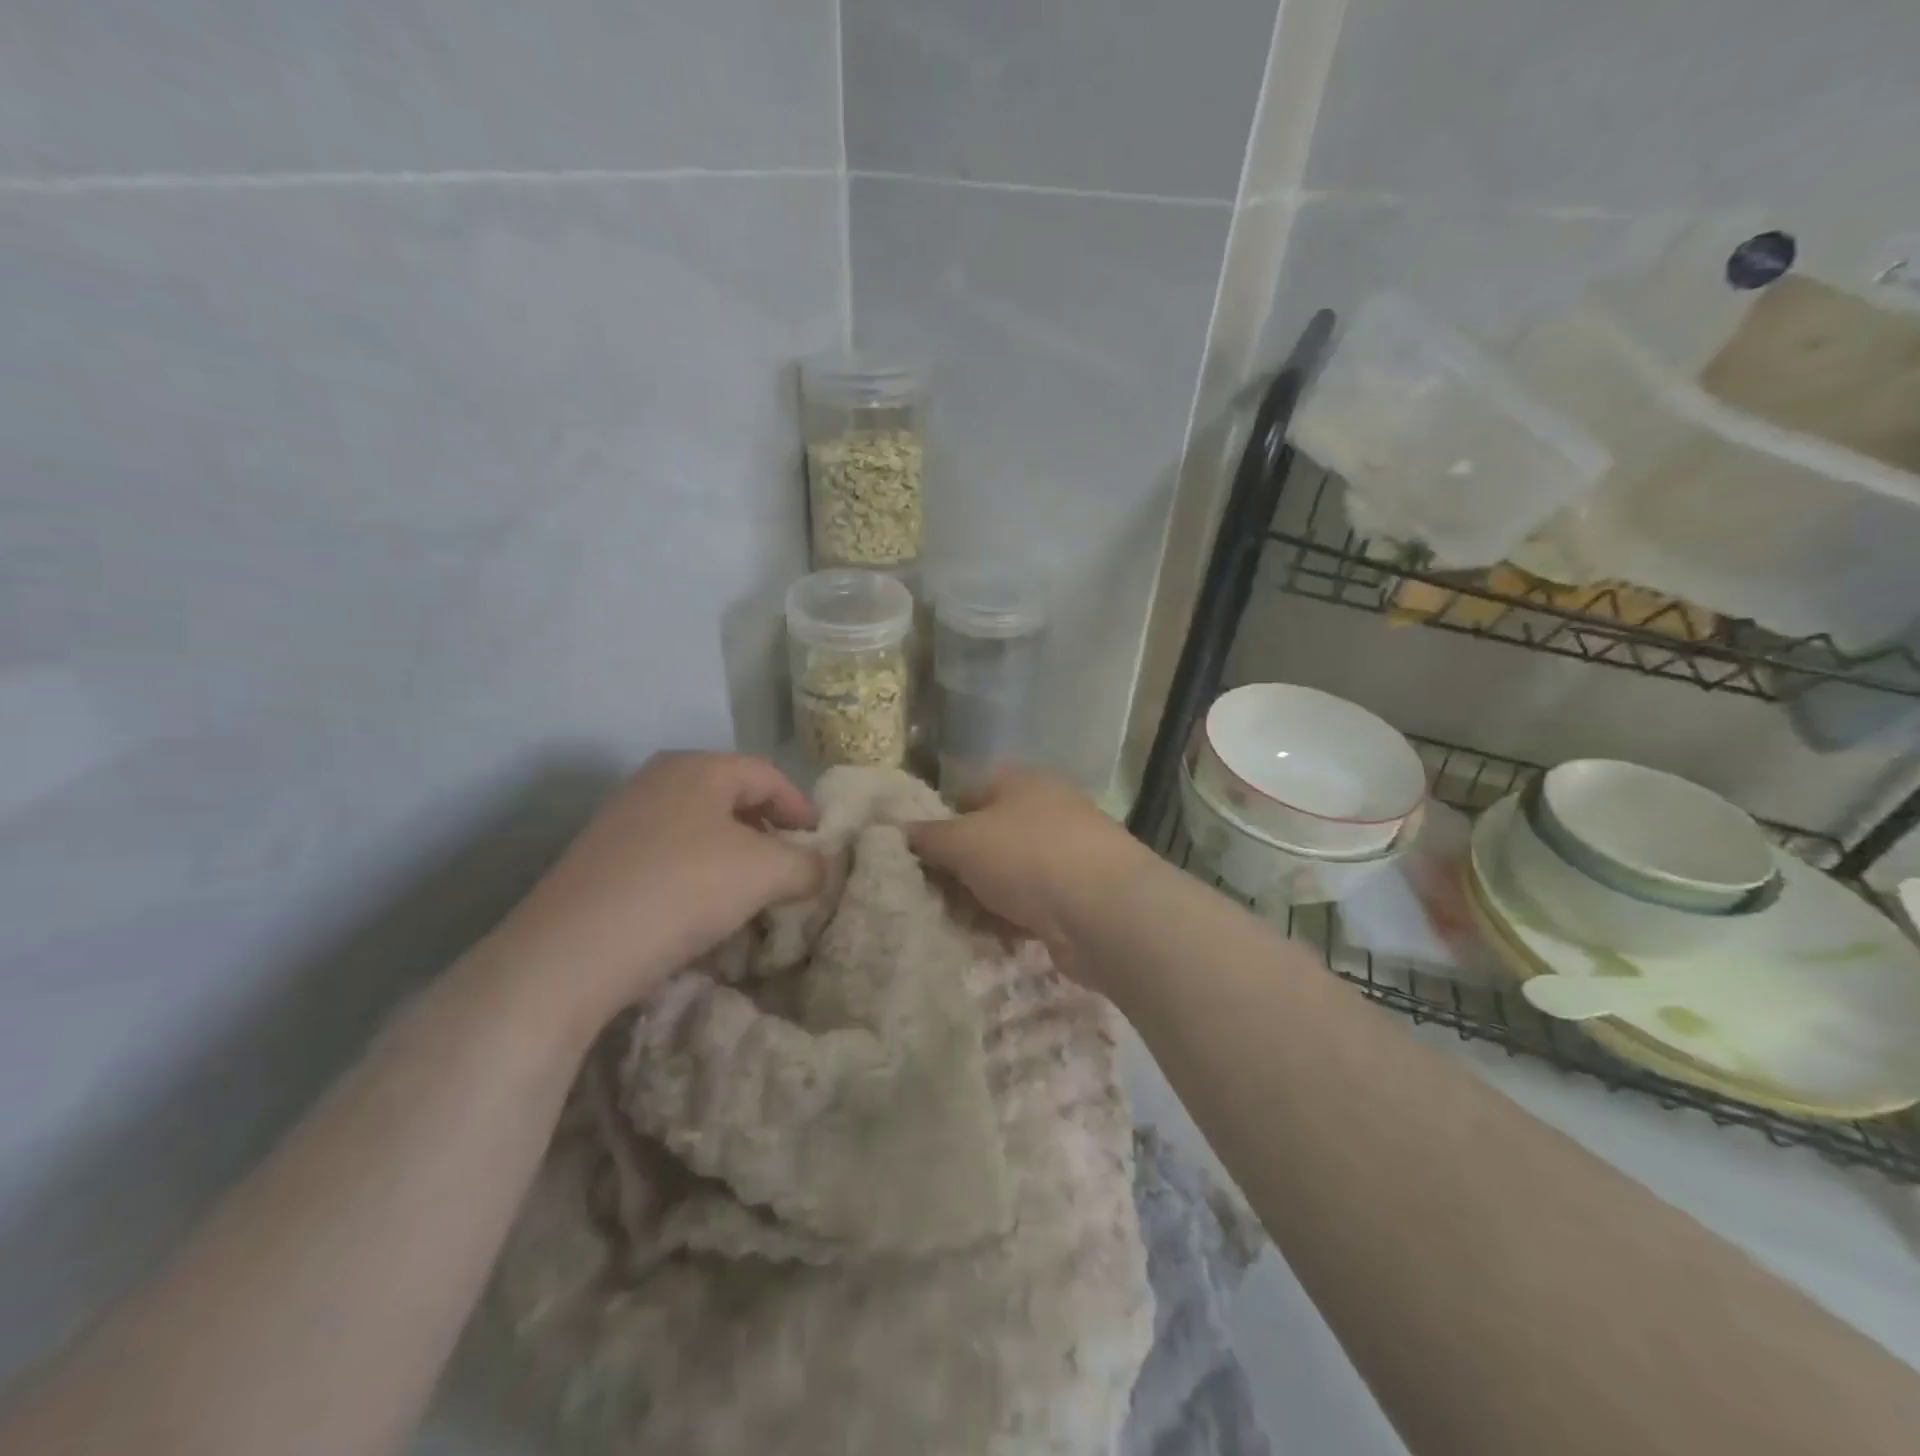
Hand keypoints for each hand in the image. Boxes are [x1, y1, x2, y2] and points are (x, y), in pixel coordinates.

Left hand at [480, 752, 821, 1029]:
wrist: (571, 951)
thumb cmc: (683, 888)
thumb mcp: (765, 874)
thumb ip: (807, 865)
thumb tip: (822, 868)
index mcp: (698, 767)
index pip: (767, 775)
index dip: (801, 807)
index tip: (821, 843)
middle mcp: (657, 780)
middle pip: (731, 797)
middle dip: (767, 831)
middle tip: (789, 865)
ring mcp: (622, 818)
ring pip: (698, 828)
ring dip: (733, 855)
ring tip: (751, 891)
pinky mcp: (600, 858)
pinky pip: (668, 854)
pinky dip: (698, 873)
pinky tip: (702, 908)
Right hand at [907, 768, 1153, 985]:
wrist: (1105, 911)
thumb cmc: (1027, 856)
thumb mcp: (963, 840)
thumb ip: (927, 836)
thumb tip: (896, 831)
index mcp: (1022, 781)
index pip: (966, 791)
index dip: (937, 818)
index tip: (911, 851)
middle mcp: (1046, 811)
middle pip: (986, 836)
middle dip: (955, 866)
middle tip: (922, 893)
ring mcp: (1064, 855)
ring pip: (1005, 874)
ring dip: (977, 897)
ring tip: (945, 920)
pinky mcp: (1075, 897)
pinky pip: (1027, 905)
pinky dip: (1004, 920)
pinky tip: (981, 938)